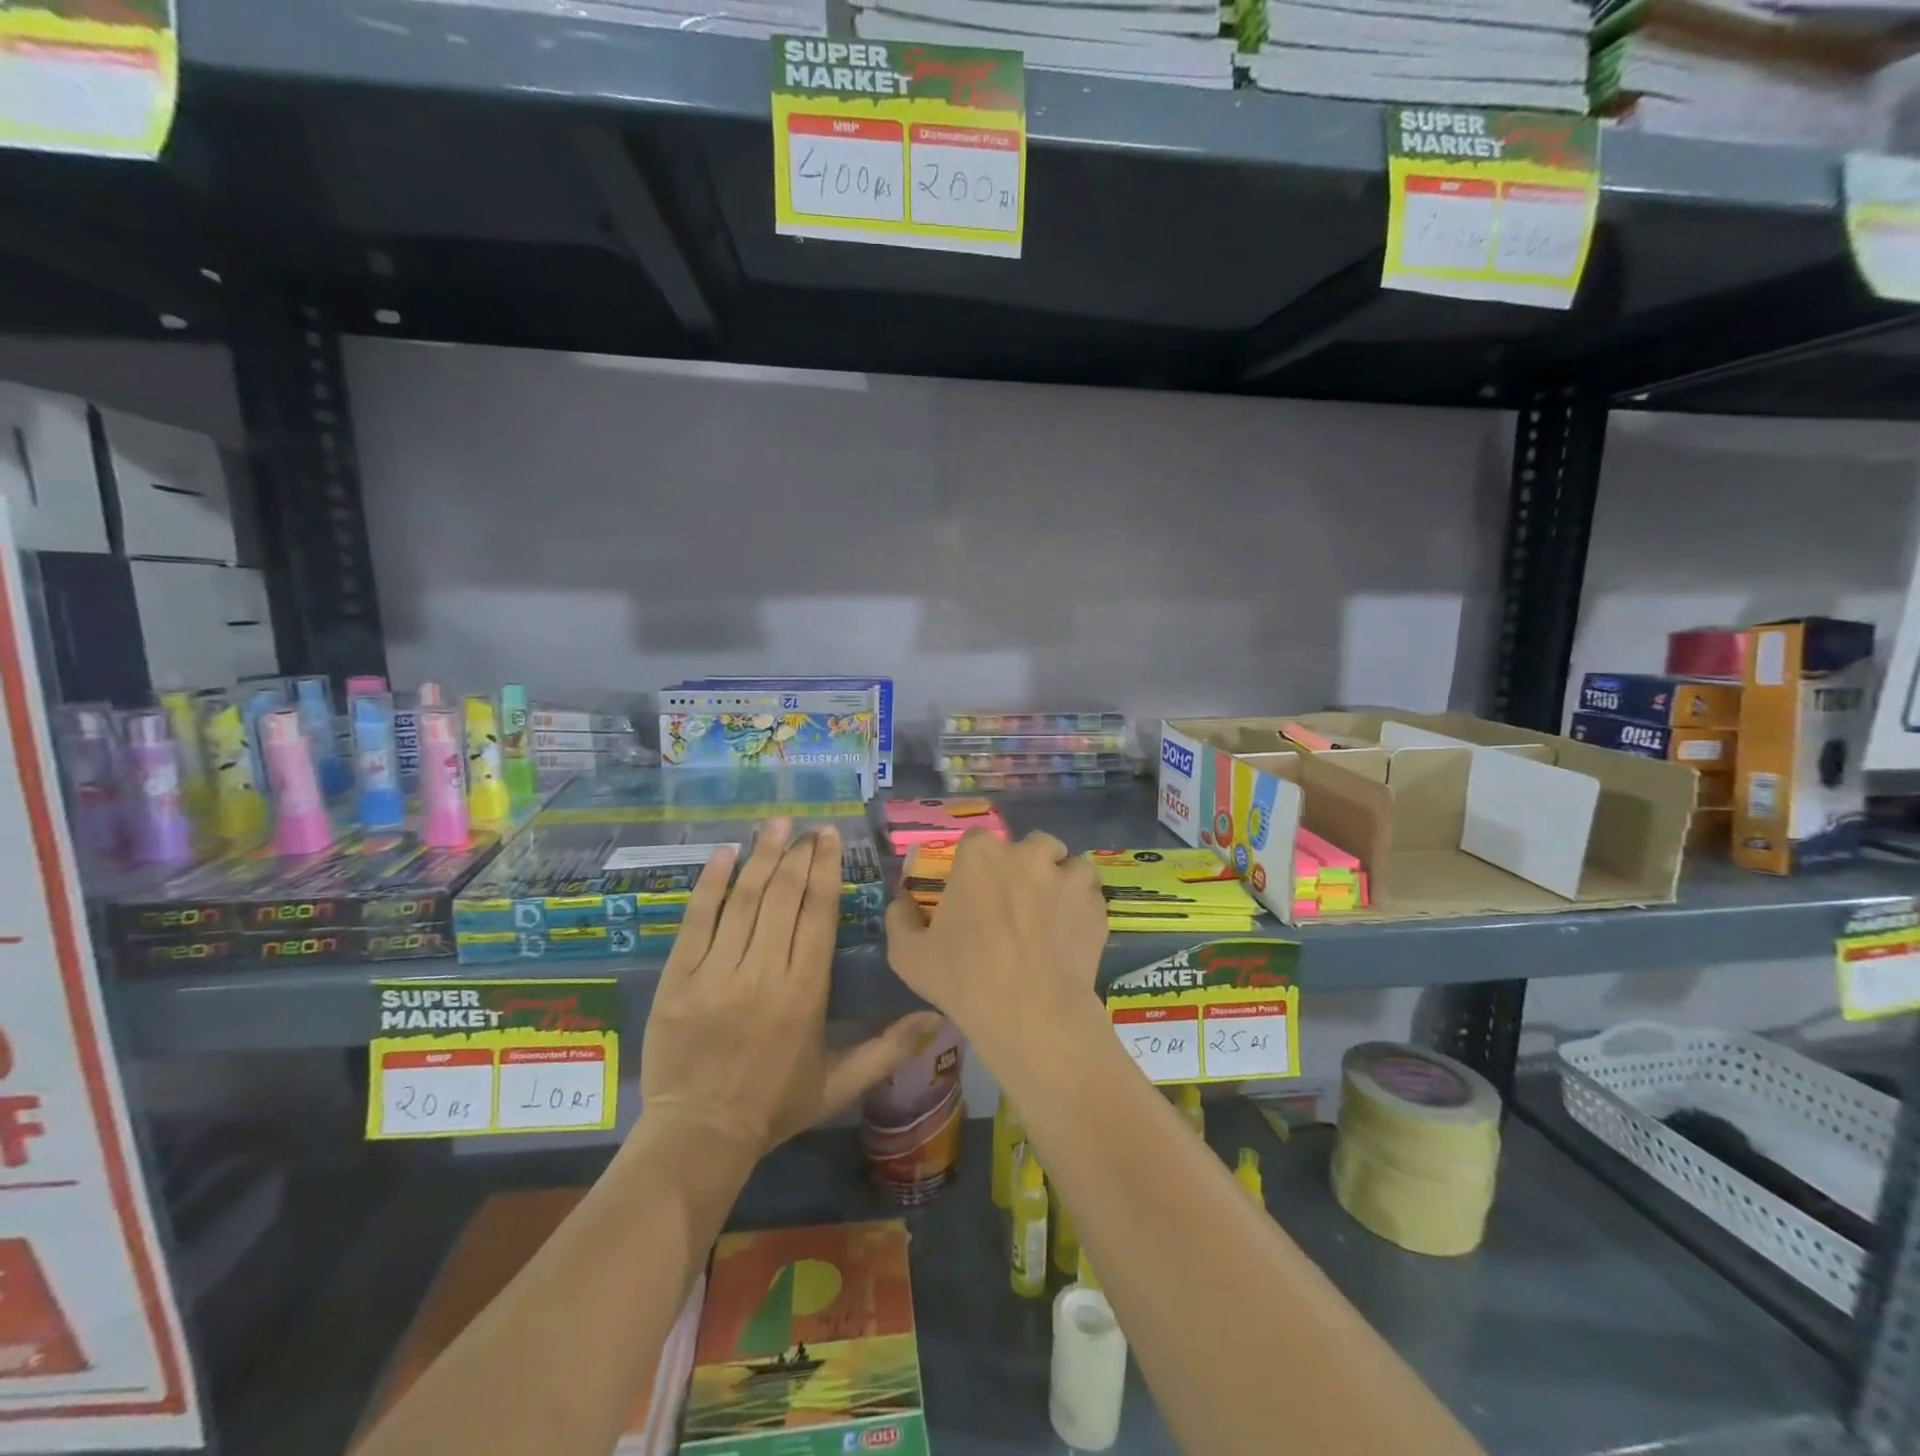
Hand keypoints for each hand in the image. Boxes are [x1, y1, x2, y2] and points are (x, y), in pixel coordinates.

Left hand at [640, 819, 942, 1157]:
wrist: (699, 1135)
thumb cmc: (775, 1105)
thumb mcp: (840, 1083)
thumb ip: (890, 1048)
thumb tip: (941, 1018)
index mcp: (805, 991)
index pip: (818, 914)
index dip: (826, 870)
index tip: (830, 838)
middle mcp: (764, 972)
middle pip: (783, 897)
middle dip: (798, 855)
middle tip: (807, 827)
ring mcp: (716, 972)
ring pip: (744, 900)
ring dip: (762, 857)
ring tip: (775, 824)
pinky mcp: (678, 978)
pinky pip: (697, 920)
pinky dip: (711, 884)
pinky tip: (724, 854)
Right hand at [886, 830, 1108, 1060]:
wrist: (1032, 1014)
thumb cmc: (964, 979)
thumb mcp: (908, 954)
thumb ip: (899, 918)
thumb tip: (902, 900)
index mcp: (981, 856)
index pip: (977, 840)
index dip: (976, 864)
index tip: (975, 890)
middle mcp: (1028, 854)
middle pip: (1032, 845)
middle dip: (1026, 864)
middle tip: (1016, 902)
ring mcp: (1068, 877)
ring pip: (1068, 864)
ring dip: (1060, 880)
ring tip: (1051, 913)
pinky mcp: (1096, 905)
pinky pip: (1090, 895)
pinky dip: (1082, 907)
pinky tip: (1071, 935)